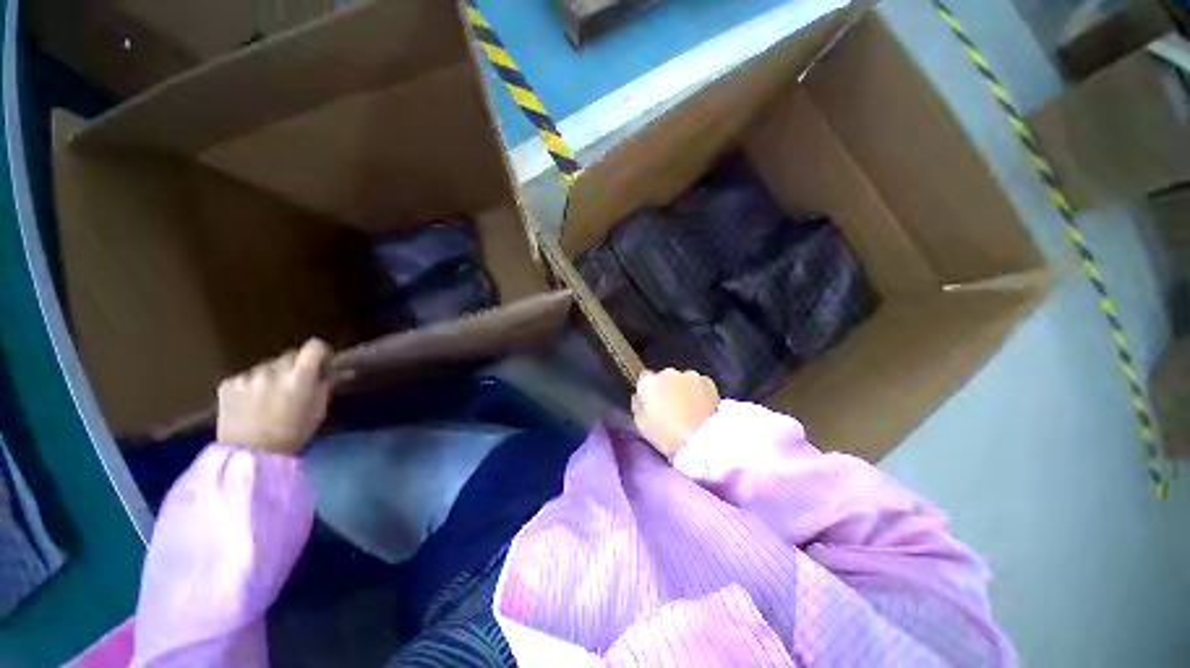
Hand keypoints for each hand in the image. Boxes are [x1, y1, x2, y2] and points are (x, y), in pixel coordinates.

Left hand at [216, 339, 332, 455]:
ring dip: (272, 376)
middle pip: (290, 355)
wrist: (250, 456)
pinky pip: (246, 377)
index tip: (322, 364)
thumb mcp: (319, 409)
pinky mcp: (228, 384)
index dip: (320, 353)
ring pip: (267, 366)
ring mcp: (248, 376)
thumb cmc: (294, 433)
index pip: (314, 346)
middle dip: (296, 365)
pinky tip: (250, 403)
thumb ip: (328, 385)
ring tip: (270, 396)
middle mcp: (273, 370)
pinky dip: (251, 385)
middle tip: (297, 383)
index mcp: (300, 376)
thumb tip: (344, 371)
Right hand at [631, 368, 719, 458]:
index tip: (652, 401)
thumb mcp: (641, 424)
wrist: (702, 440)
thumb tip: (640, 396)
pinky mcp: (708, 380)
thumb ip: (638, 405)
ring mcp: (689, 374)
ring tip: (688, 408)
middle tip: (671, 406)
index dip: (648, 390)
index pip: (644, 378)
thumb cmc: (666, 436)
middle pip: (664, 377)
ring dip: (683, 388)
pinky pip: (698, 384)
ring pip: (682, 379)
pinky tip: (701, 407)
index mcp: (648, 382)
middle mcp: (667, 373)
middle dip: (666, 387)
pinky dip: (699, 392)